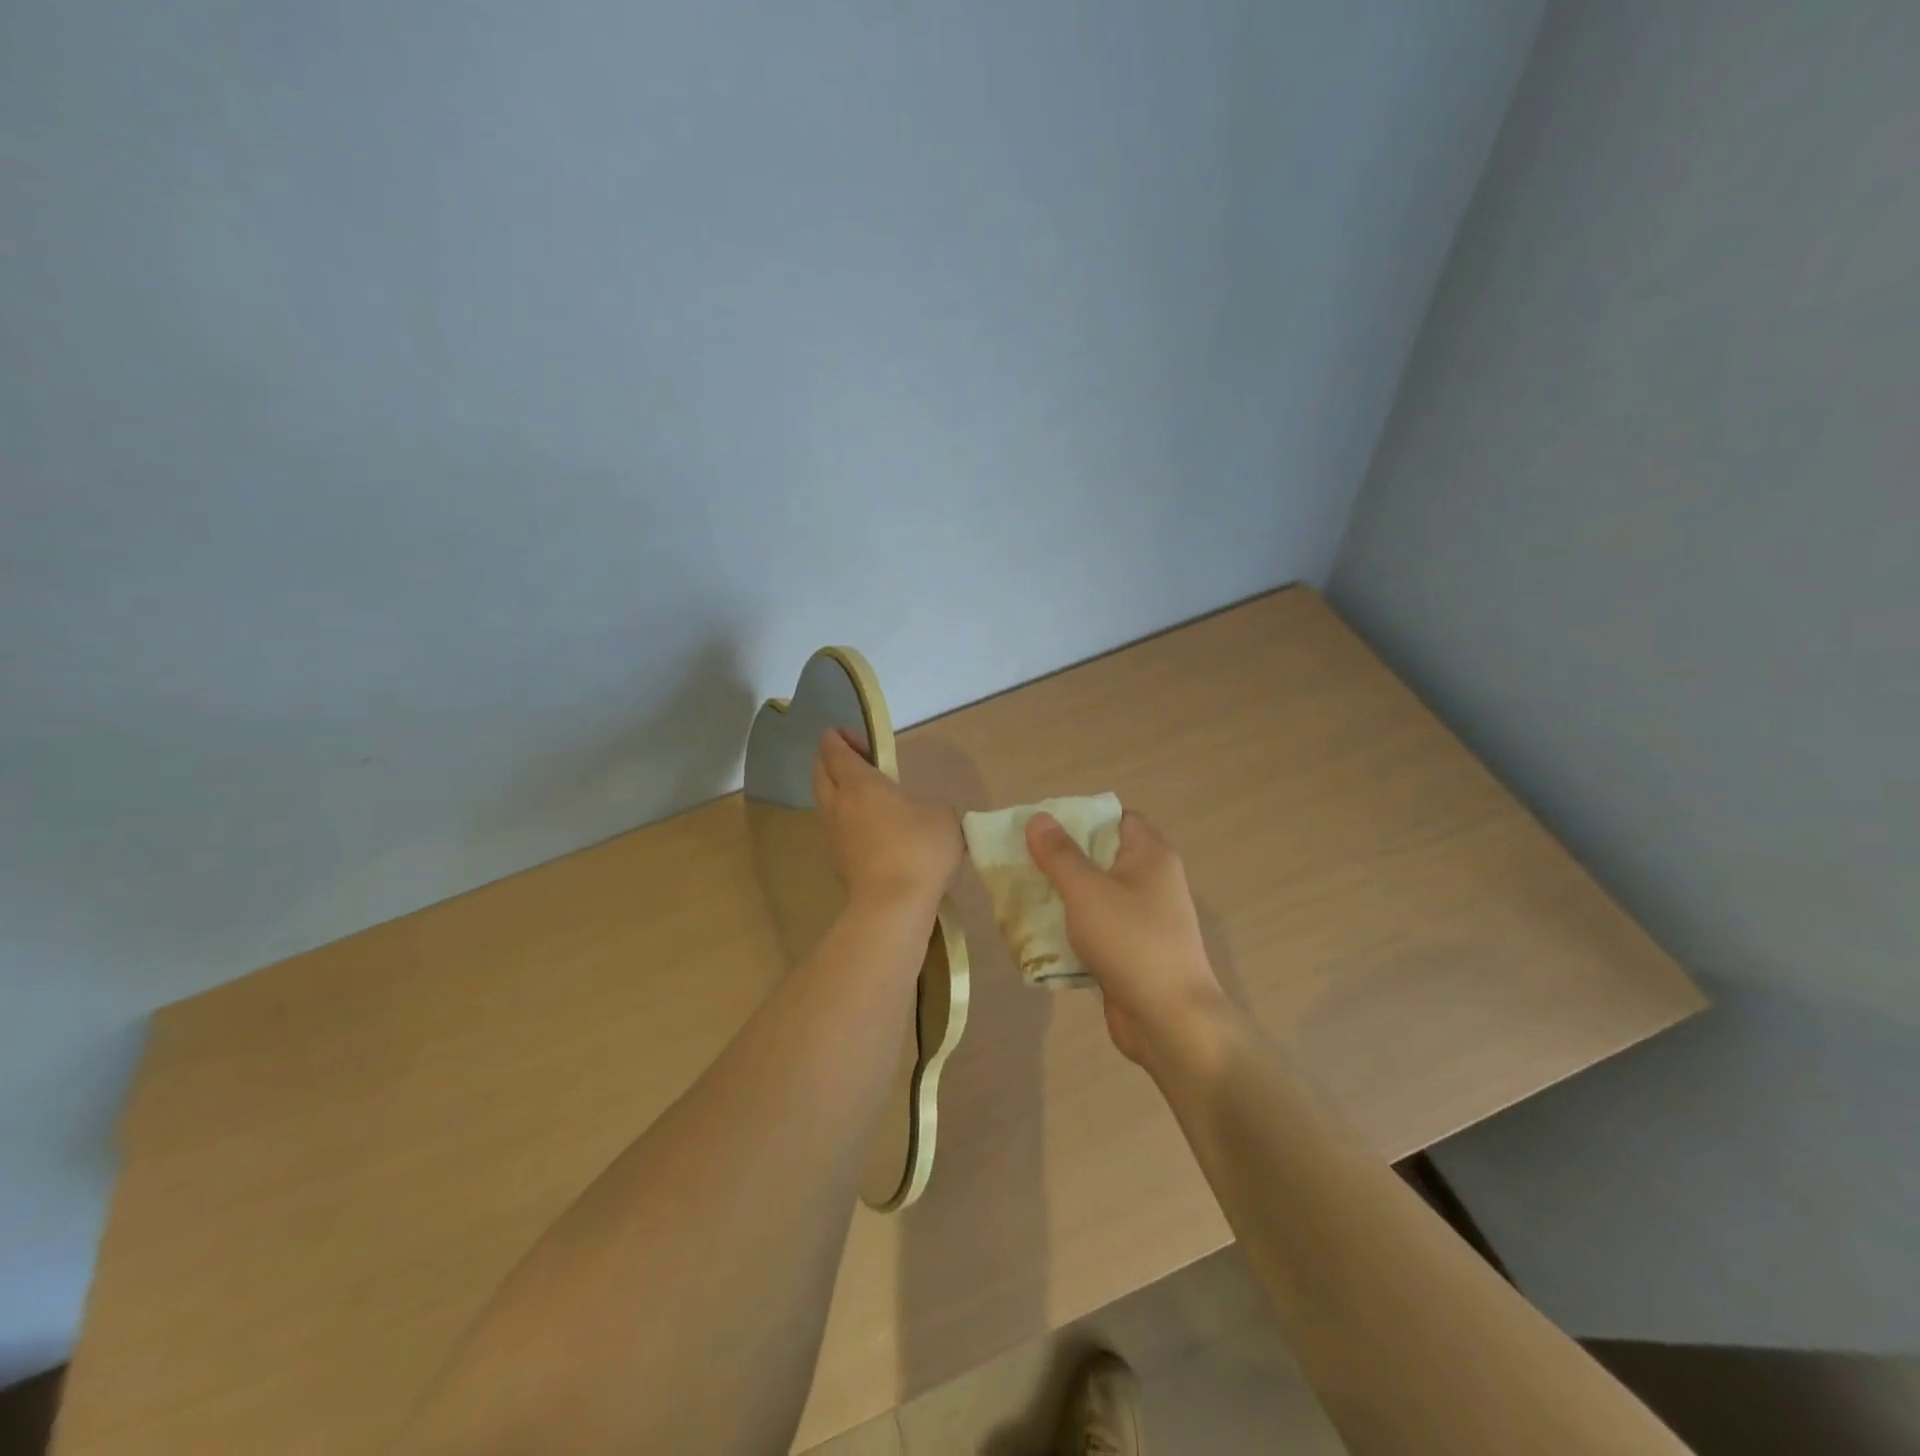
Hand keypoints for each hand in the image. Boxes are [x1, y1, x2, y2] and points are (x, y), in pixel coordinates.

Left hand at [814, 730, 961, 916]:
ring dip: (834, 790)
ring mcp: (833, 835)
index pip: (835, 751)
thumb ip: (929, 805)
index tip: (846, 733)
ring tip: (858, 793)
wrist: (893, 905)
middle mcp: (838, 804)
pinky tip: (864, 828)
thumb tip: (921, 814)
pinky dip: (842, 819)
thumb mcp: (941, 815)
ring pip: (824, 802)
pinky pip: (833, 829)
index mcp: (859, 783)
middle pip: (820, 772)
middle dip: (829, 759)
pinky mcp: (836, 862)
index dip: (836, 738)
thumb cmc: (918, 848)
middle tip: (851, 757)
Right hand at [1025, 810, 1229, 1066]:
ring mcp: (1143, 919)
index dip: (1082, 816)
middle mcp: (1151, 881)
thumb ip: (1060, 854)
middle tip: (1023, 858)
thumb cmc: (1131, 941)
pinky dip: (1071, 927)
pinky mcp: (1131, 951)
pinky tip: (1039, 933)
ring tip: (1022, 892)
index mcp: (1151, 855)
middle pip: (1102, 856)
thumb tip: (1039, 818)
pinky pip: (1096, 928)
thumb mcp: (1087, 890)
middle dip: (1062, 857)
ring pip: (1096, 894)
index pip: (1117, 817)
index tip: (1044, 825)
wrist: (1169, 1020)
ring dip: (1062, 894)